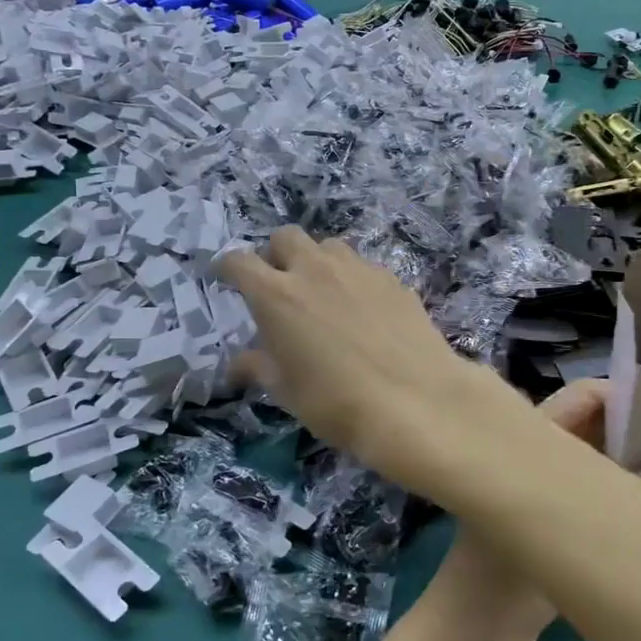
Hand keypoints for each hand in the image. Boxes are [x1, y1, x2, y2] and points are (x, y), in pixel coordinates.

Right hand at [218, 228, 521, 488]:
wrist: (415, 400)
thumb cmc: (336, 402)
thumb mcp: (287, 392)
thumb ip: (259, 367)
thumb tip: (238, 364)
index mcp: (277, 295)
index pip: (239, 262)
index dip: (228, 268)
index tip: (226, 277)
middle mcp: (315, 270)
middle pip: (286, 237)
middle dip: (276, 255)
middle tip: (280, 286)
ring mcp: (358, 270)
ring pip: (329, 246)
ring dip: (318, 262)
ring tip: (324, 295)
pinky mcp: (393, 279)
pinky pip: (363, 267)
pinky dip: (353, 280)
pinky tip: (364, 311)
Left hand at [386, 380, 640, 640]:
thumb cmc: (501, 582)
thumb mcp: (568, 539)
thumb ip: (634, 499)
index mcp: (526, 446)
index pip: (579, 401)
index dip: (624, 396)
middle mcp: (537, 464)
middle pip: (595, 433)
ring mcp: (546, 502)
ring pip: (601, 471)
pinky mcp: (556, 538)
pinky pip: (601, 508)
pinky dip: (632, 506)